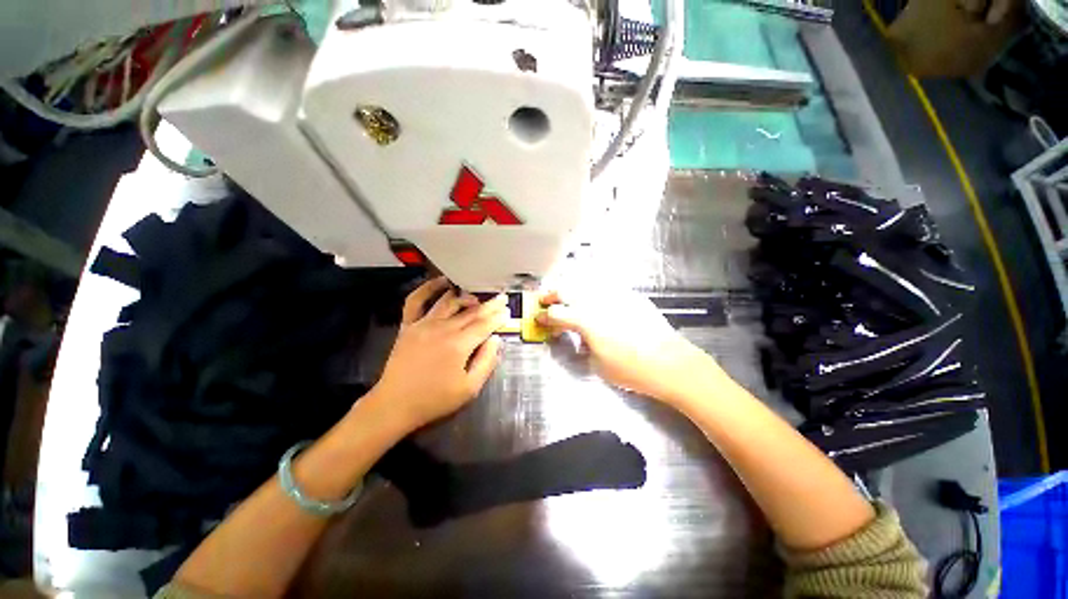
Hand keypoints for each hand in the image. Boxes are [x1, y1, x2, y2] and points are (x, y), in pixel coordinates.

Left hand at [371, 277, 507, 430]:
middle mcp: (442, 328)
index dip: (498, 317)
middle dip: (489, 305)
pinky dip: (428, 288)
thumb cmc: (435, 399)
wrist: (394, 405)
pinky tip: (442, 282)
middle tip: (501, 298)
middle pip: (471, 312)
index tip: (508, 310)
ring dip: (466, 297)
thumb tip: (496, 339)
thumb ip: (487, 361)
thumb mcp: (470, 388)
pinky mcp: (408, 325)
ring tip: (478, 298)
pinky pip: (416, 300)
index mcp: (459, 344)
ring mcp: (423, 324)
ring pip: (449, 302)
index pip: (484, 324)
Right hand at [536, 288, 714, 402]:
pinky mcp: (631, 296)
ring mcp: (615, 296)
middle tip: (546, 299)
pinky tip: (594, 298)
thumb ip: (583, 345)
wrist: (671, 363)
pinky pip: (606, 288)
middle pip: (567, 289)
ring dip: (572, 288)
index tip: (539, 318)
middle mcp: (597, 302)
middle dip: (552, 294)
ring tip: (567, 296)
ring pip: (586, 283)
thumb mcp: (597, 364)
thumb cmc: (631, 370)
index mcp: (585, 320)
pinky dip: (593, 290)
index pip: (557, 313)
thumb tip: (579, 336)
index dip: (545, 316)